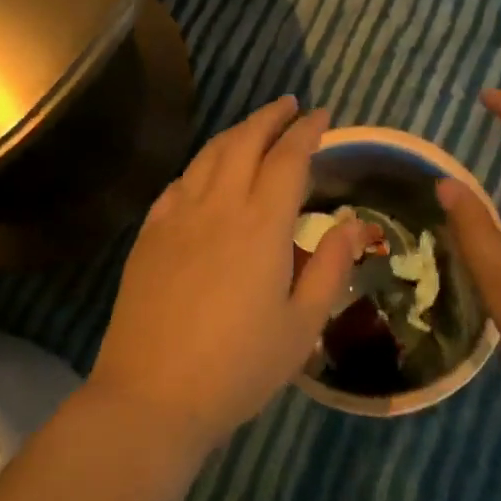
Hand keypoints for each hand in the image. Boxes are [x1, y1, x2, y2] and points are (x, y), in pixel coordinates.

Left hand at [90, 96, 373, 447]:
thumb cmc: (238, 367)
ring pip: (208, 156)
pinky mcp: (149, 234)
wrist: (152, 395)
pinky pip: (179, 183)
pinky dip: (200, 167)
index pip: (289, 158)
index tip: (321, 116)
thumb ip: (331, 267)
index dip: (307, 131)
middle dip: (269, 117)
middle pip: (244, 141)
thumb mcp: (302, 326)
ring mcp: (177, 216)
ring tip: (253, 129)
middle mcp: (218, 206)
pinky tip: (205, 175)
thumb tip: (351, 222)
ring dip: (235, 133)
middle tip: (289, 105)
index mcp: (261, 224)